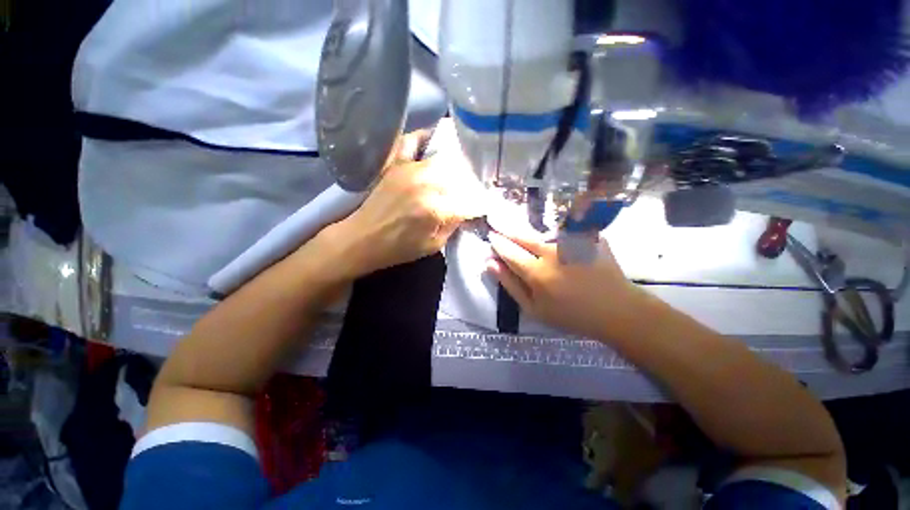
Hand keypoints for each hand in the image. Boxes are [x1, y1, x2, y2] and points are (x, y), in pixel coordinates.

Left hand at [321, 129, 483, 276]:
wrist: (363, 239)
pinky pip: (412, 141)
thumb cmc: (399, 248)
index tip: (484, 206)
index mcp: (437, 208)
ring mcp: (410, 168)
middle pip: (461, 175)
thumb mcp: (434, 246)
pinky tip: (433, 143)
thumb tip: (468, 209)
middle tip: (471, 191)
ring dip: (455, 166)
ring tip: (460, 172)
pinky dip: (424, 138)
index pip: (471, 200)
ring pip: (444, 159)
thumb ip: (454, 224)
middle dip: (470, 184)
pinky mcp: (396, 163)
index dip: (480, 204)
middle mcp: (427, 183)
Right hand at [487, 225, 643, 339]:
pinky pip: (566, 232)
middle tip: (502, 228)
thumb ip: (510, 285)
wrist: (616, 310)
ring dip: (532, 234)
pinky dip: (558, 236)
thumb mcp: (534, 309)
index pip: (509, 251)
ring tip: (533, 241)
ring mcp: (573, 241)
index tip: (492, 237)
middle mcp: (552, 252)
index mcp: (536, 272)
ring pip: (542, 232)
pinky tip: (560, 243)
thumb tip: (490, 263)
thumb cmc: (571, 315)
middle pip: (523, 235)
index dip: (498, 243)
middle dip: (509, 231)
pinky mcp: (589, 237)